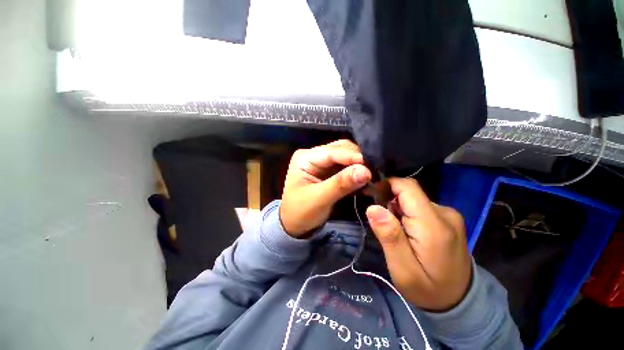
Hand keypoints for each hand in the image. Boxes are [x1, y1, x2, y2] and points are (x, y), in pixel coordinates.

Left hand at [280, 140, 371, 237]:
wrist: (294, 225)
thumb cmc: (300, 212)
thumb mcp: (319, 199)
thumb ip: (341, 184)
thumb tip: (365, 171)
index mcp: (305, 158)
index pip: (332, 152)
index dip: (352, 156)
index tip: (372, 165)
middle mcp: (314, 155)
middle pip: (340, 149)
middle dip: (357, 158)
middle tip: (375, 169)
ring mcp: (322, 162)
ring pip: (346, 156)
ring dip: (359, 164)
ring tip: (373, 172)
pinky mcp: (329, 171)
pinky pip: (346, 166)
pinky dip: (356, 171)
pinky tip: (365, 176)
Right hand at [365, 178, 471, 311]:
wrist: (460, 301)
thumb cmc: (427, 288)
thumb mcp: (402, 269)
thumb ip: (389, 236)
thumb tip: (373, 208)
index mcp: (433, 225)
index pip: (407, 187)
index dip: (386, 184)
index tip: (370, 193)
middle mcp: (444, 213)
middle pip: (409, 192)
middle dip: (389, 200)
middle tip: (381, 222)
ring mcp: (448, 214)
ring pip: (413, 199)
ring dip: (397, 208)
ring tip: (395, 230)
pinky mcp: (447, 218)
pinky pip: (420, 206)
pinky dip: (407, 213)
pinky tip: (406, 230)